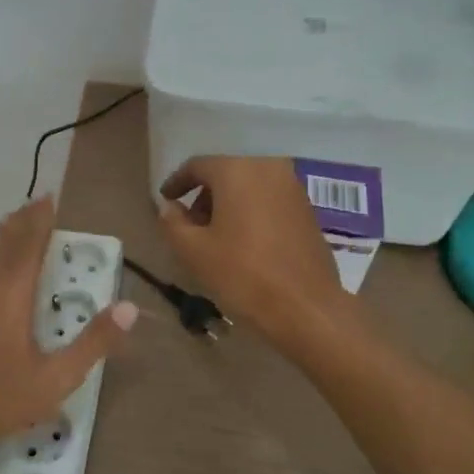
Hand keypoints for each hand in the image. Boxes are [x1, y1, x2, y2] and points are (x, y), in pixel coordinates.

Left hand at [0, 196, 136, 464]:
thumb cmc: (1, 399)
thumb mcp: (56, 378)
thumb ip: (93, 342)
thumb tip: (129, 308)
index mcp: (10, 297)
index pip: (28, 247)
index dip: (40, 221)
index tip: (50, 198)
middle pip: (4, 244)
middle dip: (23, 221)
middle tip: (39, 201)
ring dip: (6, 236)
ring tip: (18, 222)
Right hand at [158, 157, 354, 350]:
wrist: (306, 307)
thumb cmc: (243, 274)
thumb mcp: (193, 251)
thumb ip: (173, 222)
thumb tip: (169, 207)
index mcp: (237, 170)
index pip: (197, 166)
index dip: (177, 183)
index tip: (166, 200)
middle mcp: (268, 168)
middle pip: (225, 174)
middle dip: (204, 196)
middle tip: (190, 225)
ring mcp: (293, 188)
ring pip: (249, 187)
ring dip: (228, 205)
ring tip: (216, 237)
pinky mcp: (307, 209)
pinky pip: (269, 200)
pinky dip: (251, 212)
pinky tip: (244, 242)